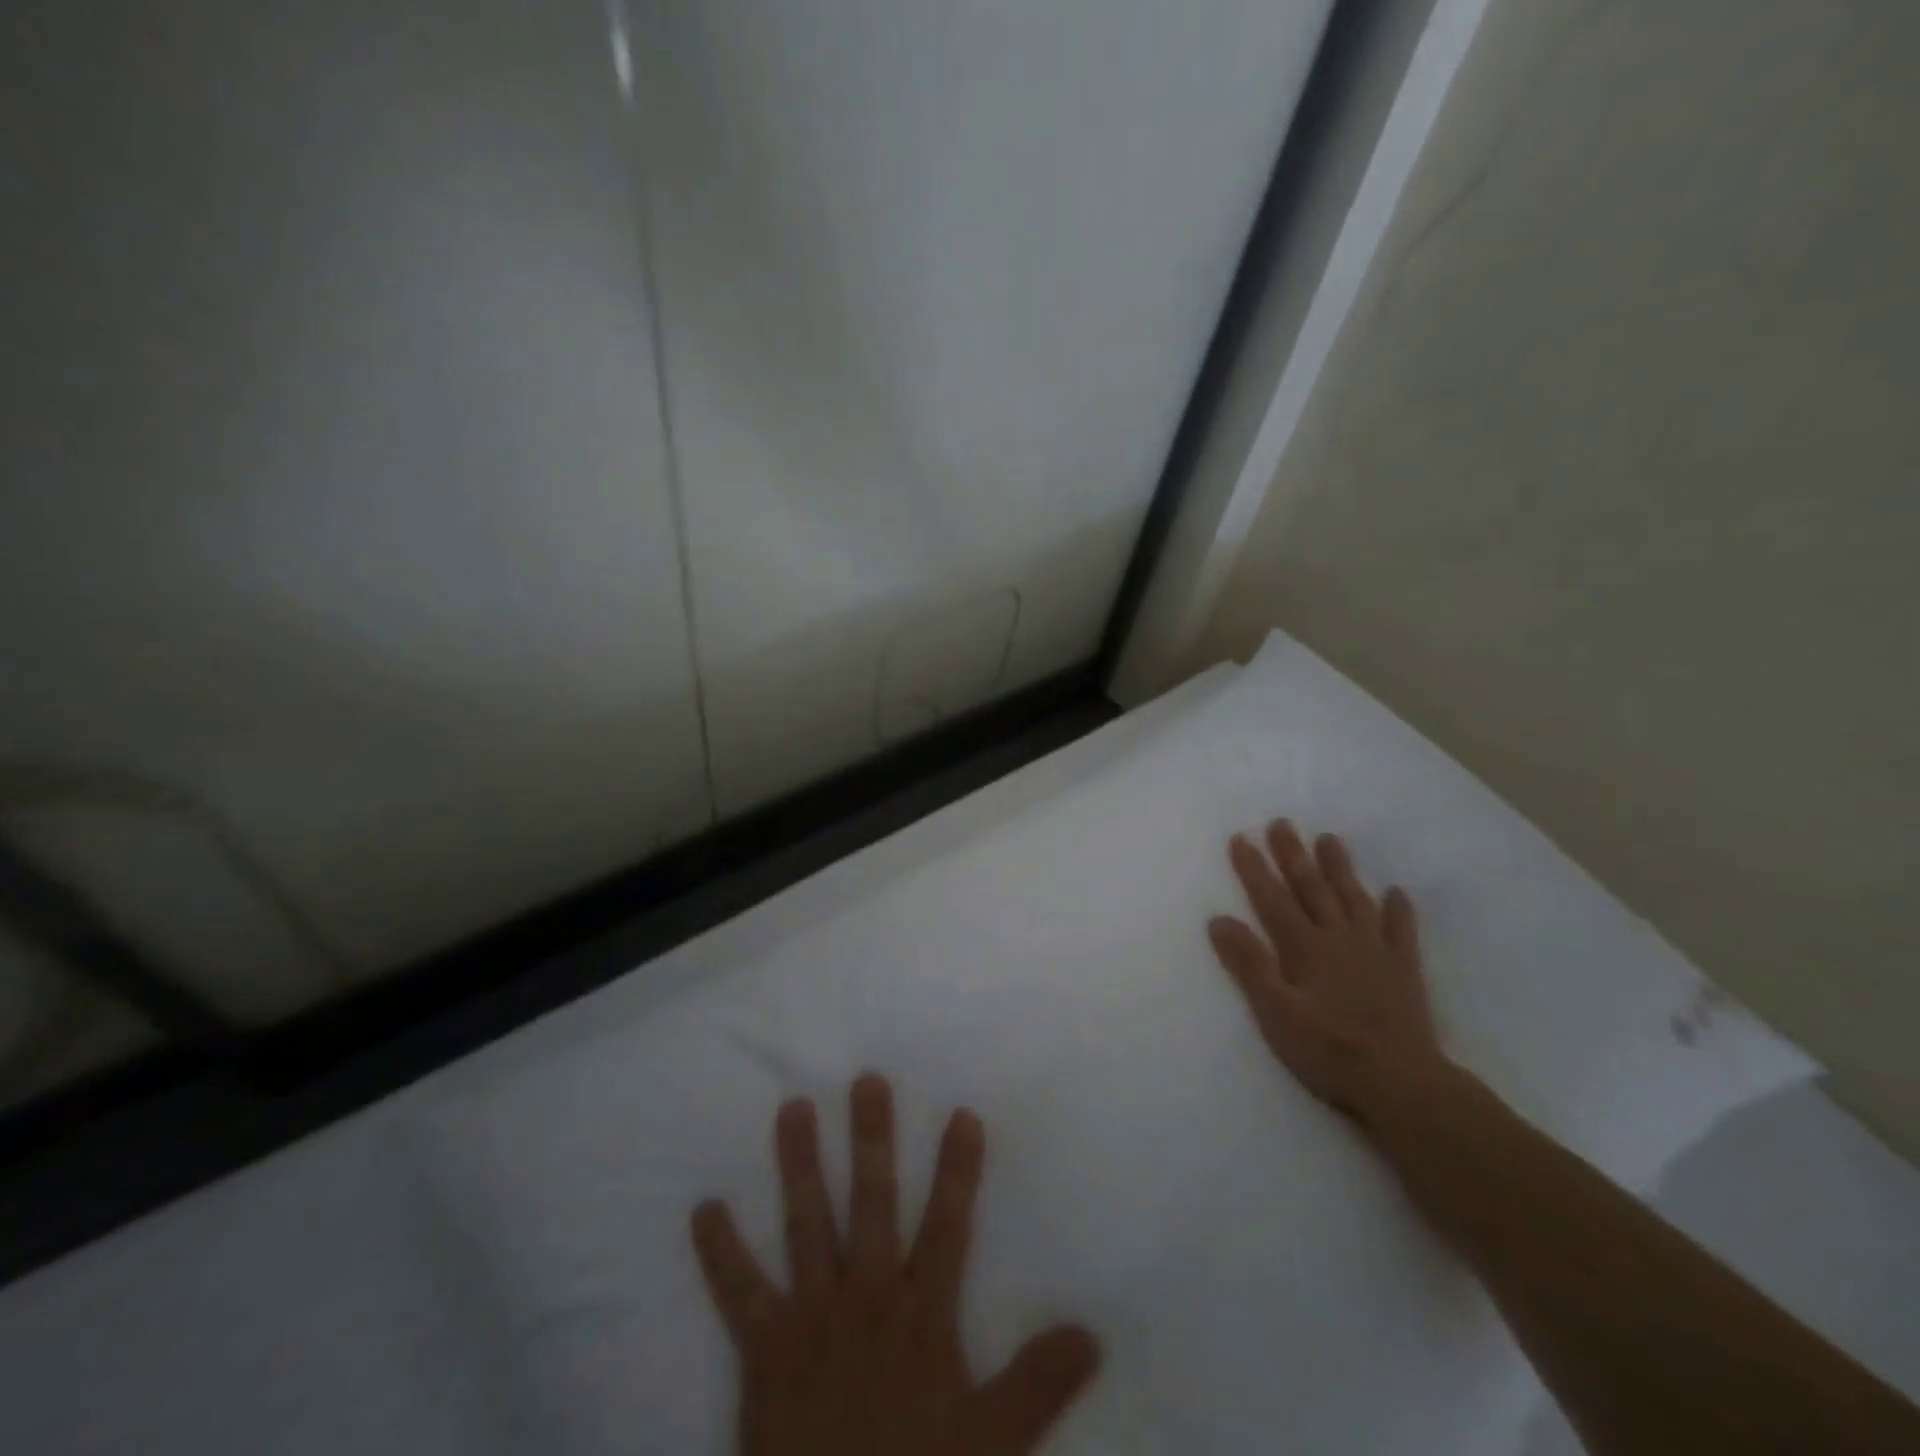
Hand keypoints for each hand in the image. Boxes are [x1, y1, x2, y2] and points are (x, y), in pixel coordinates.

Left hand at [690, 1075, 1101, 1455]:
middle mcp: (865, 1299)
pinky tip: (704, 1208)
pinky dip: (719, 1252)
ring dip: (800, 1165)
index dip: (957, 1170)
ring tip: (793, 1108)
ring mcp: (810, 1318)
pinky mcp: (764, 1349)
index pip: (947, 1226)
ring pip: (806, 1225)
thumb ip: (1038, 1383)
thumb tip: (1092, 1332)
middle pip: (871, 1204)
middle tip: (865, 1080)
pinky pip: (738, 1293)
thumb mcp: (992, 1444)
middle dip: (872, 1140)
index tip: (961, 1113)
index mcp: (919, 1316)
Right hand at [1208, 820, 1444, 1129]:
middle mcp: (1339, 939)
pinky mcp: (1403, 972)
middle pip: (1312, 889)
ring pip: (1354, 900)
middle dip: (1294, 855)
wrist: (1402, 1083)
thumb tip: (1219, 919)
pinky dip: (1399, 911)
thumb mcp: (1275, 1011)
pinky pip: (1401, 932)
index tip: (1241, 837)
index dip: (1254, 868)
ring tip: (1330, 839)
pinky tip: (1396, 892)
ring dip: (1340, 869)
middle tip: (1282, 823)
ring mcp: (1375, 952)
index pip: (1272, 899)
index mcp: (1305, 948)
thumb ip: (1249, 964)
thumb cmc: (1328, 1050)